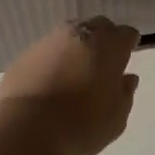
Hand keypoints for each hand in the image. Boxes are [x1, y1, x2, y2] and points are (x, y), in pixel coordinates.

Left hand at [0, 17, 140, 154]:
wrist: (27, 128)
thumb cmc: (82, 124)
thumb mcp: (116, 117)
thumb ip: (124, 93)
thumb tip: (127, 78)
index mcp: (108, 45)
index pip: (126, 34)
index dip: (128, 45)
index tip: (125, 59)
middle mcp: (79, 34)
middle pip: (98, 27)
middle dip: (103, 40)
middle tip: (103, 64)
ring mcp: (49, 40)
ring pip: (70, 34)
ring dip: (77, 47)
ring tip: (77, 72)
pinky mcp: (26, 53)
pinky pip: (47, 50)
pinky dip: (54, 59)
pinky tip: (52, 80)